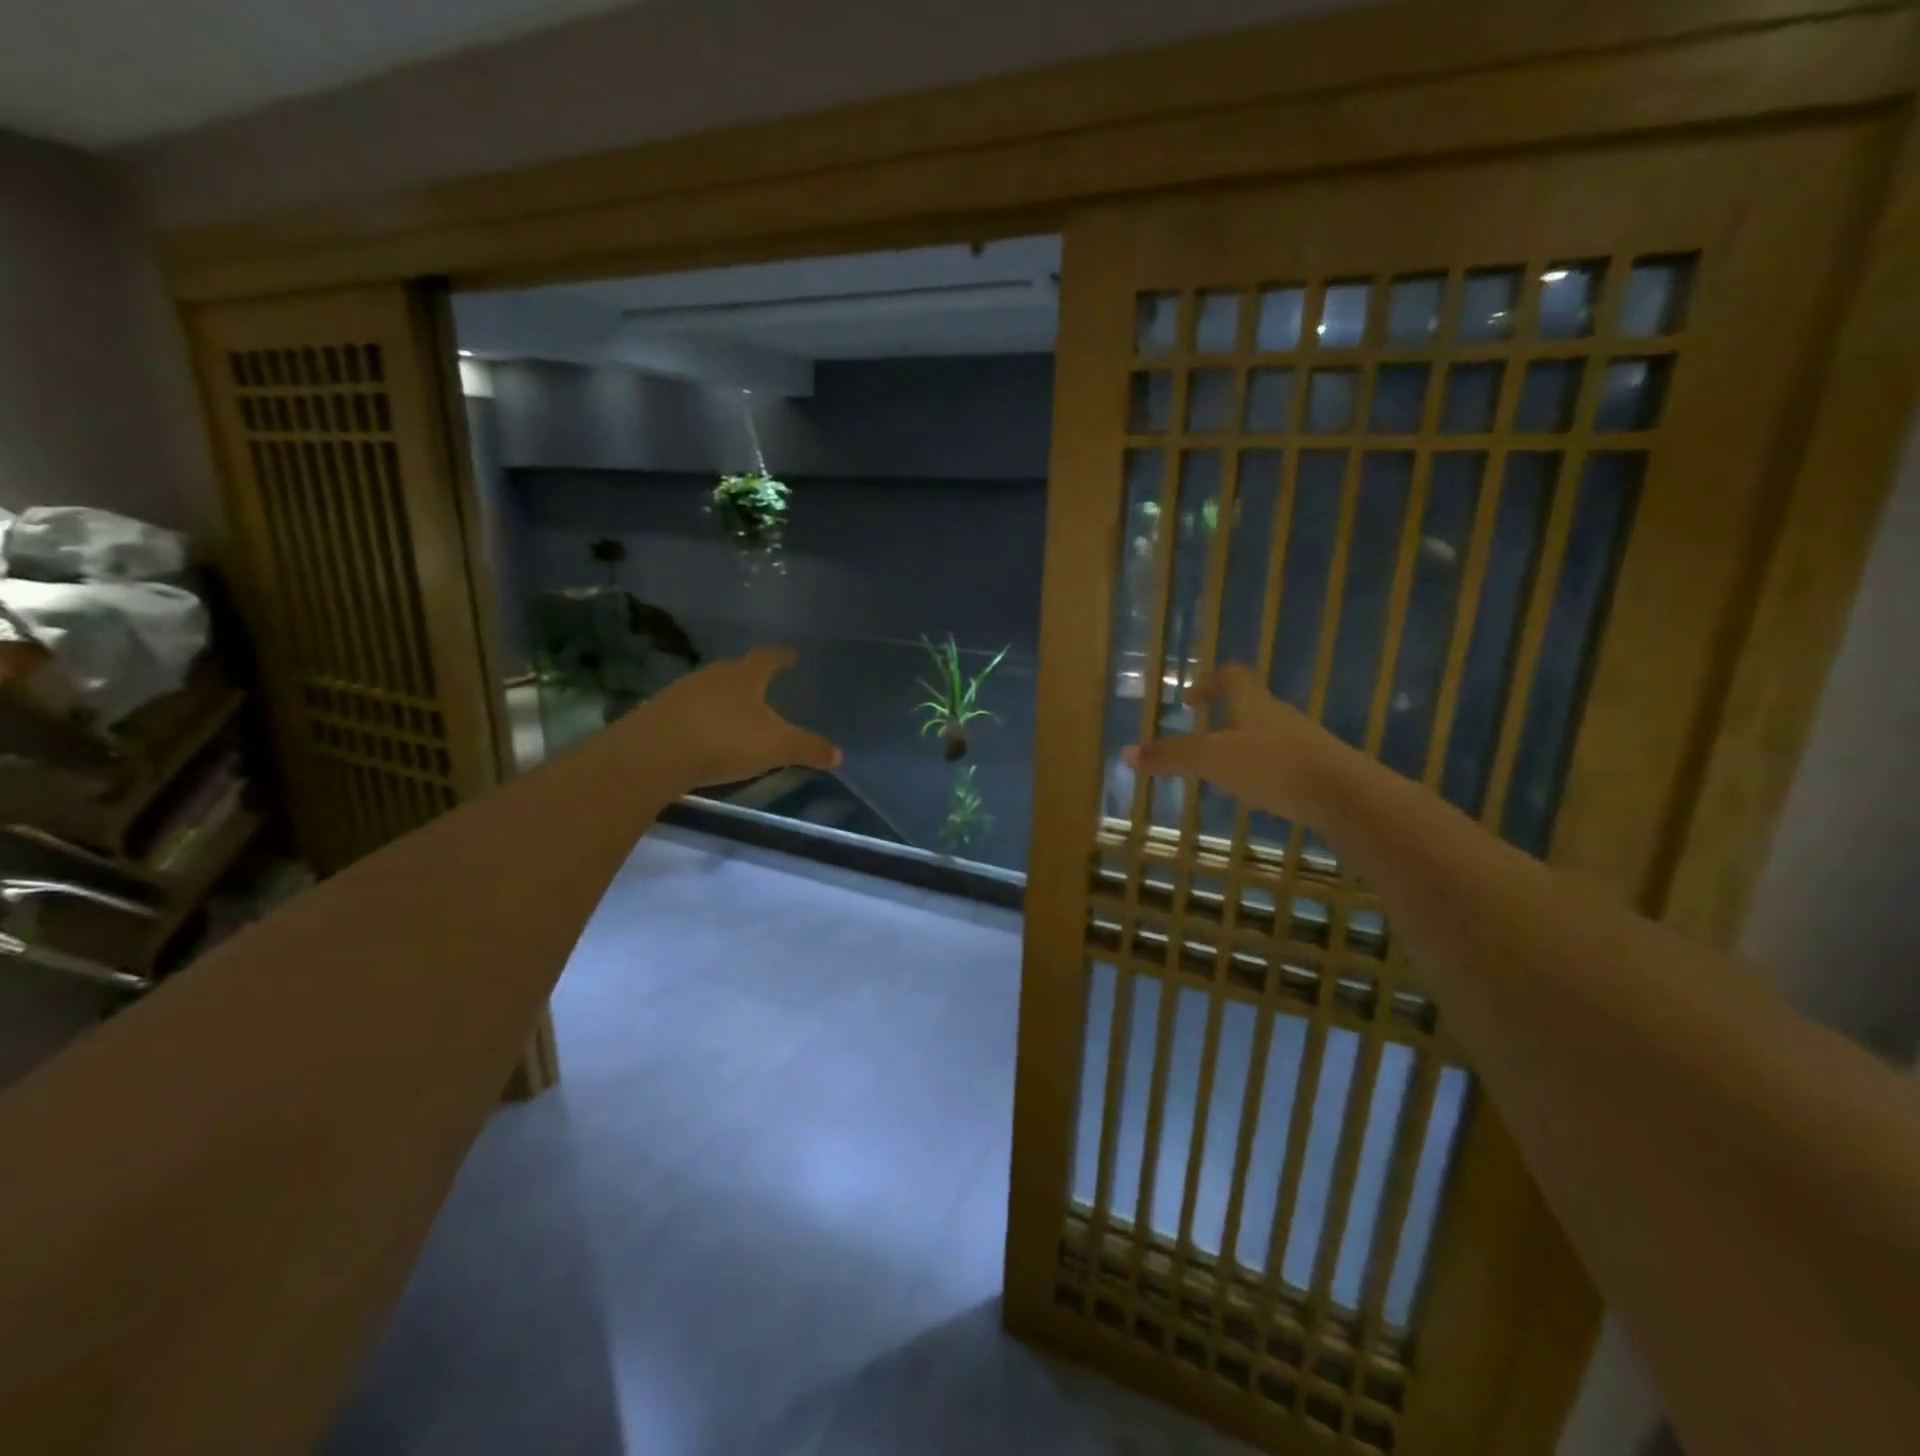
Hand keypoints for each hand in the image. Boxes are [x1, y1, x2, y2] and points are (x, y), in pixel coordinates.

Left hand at [632, 647, 841, 788]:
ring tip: (736, 713)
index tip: (792, 655)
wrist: (653, 754)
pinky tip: (705, 735)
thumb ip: (808, 748)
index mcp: (744, 676)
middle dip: (751, 678)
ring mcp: (681, 692)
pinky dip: (701, 718)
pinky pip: (688, 710)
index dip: (782, 656)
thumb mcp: (776, 747)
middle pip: (736, 670)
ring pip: (710, 689)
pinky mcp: (658, 714)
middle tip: (765, 687)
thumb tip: (839, 755)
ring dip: (723, 698)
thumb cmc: (724, 740)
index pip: (768, 657)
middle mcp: (712, 675)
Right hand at [1121, 665, 1342, 818]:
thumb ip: (1169, 756)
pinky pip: (1284, 763)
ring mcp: (1303, 742)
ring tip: (1223, 772)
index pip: (1230, 677)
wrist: (1344, 794)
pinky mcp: (1318, 770)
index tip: (1190, 700)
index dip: (1208, 683)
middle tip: (1201, 738)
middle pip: (1250, 706)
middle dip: (1224, 719)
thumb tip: (1124, 753)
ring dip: (1243, 747)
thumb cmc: (1271, 765)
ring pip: (1267, 736)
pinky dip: (1264, 772)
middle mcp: (1279, 716)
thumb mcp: (1210, 760)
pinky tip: (1257, 796)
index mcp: (1253, 703)